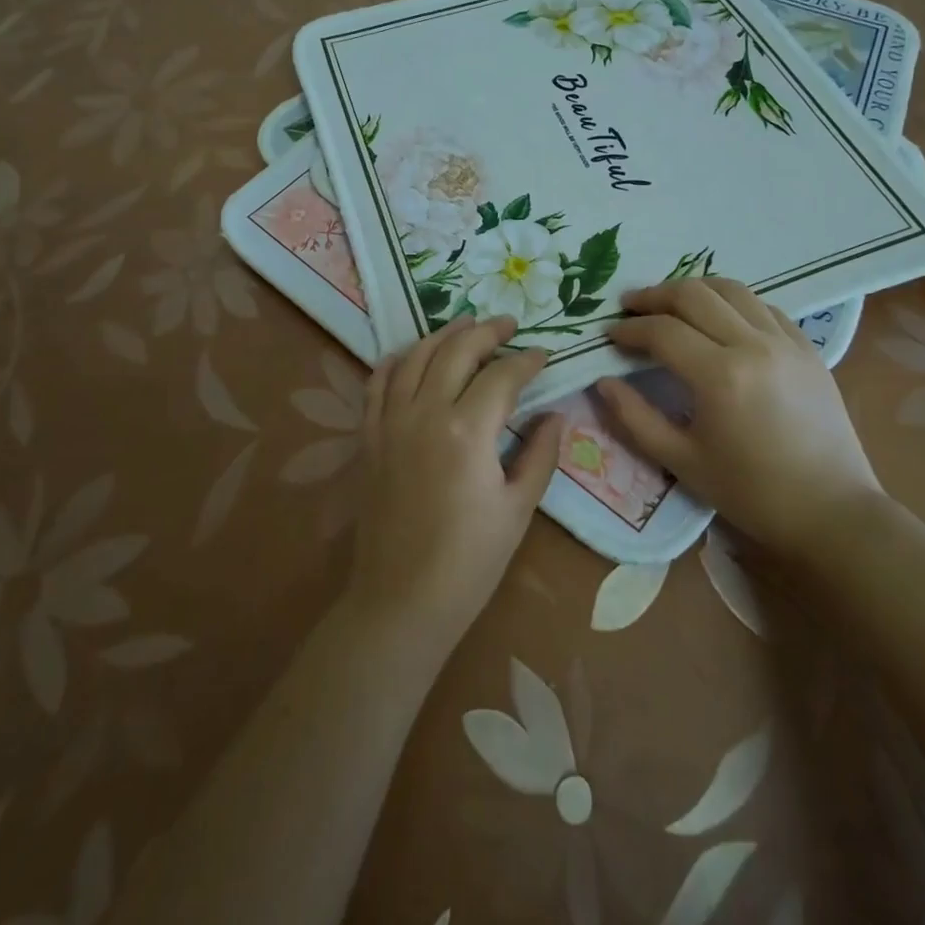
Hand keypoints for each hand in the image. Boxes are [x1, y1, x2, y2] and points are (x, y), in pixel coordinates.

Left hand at [349, 315, 563, 651]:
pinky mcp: (369, 438)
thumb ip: (540, 455)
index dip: (527, 361)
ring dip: (443, 335)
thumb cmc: (470, 561)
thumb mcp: (518, 508)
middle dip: (486, 332)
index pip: (502, 376)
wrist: (402, 600)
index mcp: (467, 430)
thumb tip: (554, 415)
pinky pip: (377, 384)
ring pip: (415, 357)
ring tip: (465, 325)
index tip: (545, 355)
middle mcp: (425, 412)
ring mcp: (391, 422)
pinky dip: (395, 361)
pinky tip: (410, 355)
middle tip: (508, 325)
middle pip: (456, 351)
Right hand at [597, 277, 882, 554]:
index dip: (630, 329)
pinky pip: (764, 306)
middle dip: (654, 295)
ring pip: (731, 290)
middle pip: (694, 295)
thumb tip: (602, 383)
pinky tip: (720, 317)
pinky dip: (733, 302)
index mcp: (719, 376)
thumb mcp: (682, 462)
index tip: (609, 334)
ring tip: (671, 303)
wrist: (832, 512)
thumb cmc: (752, 493)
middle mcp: (753, 345)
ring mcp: (785, 342)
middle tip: (630, 306)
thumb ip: (635, 418)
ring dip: (694, 290)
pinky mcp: (807, 348)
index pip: (662, 331)